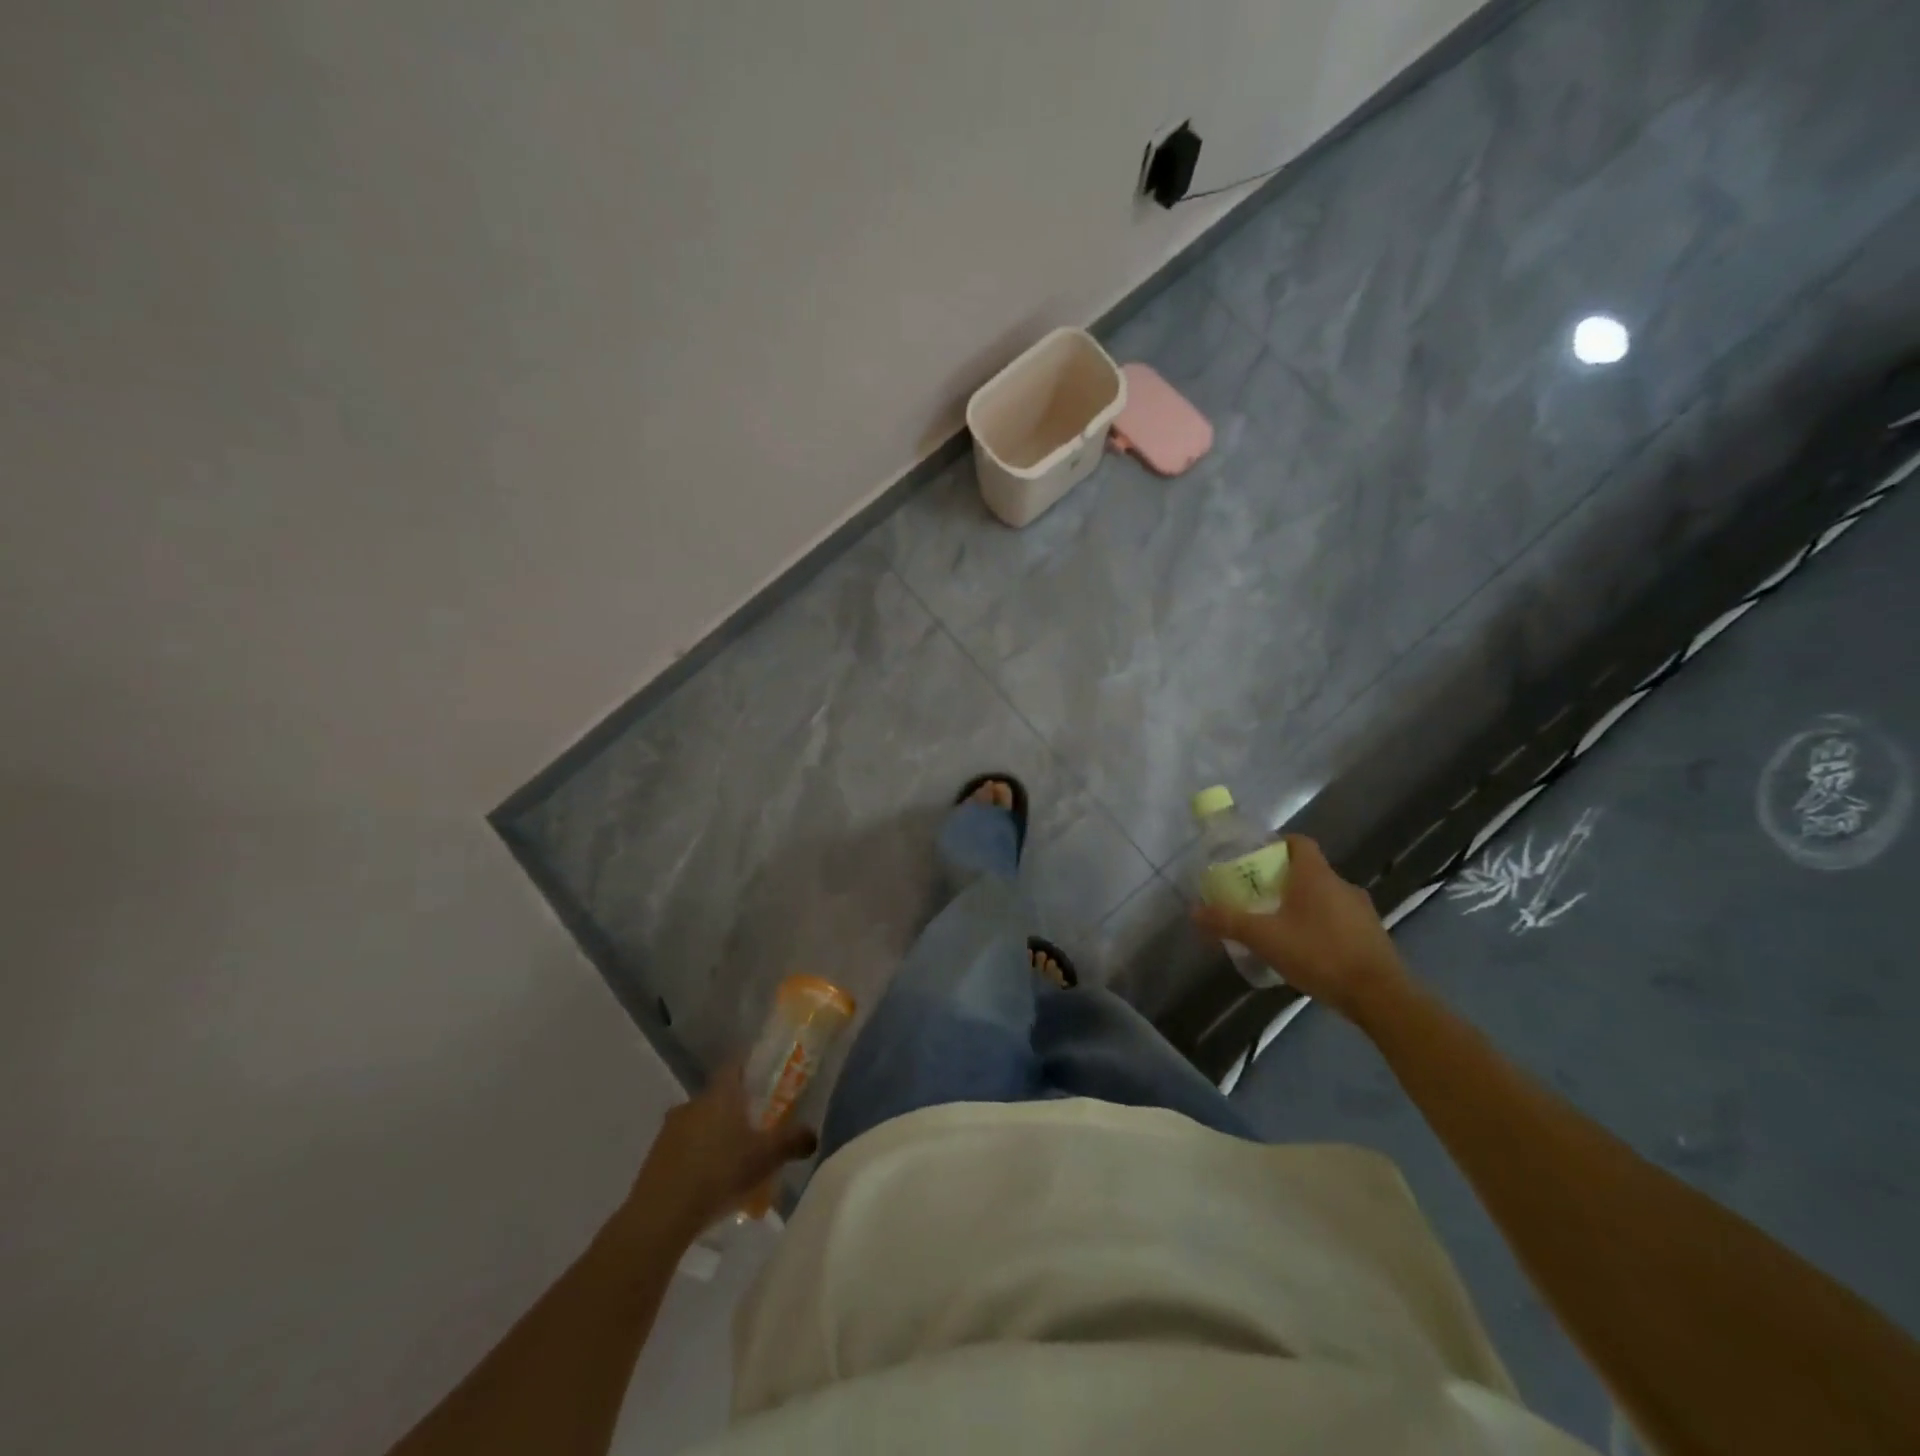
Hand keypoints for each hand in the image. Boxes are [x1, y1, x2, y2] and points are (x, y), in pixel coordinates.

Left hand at [627, 1061, 817, 1237]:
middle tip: (755, 1130)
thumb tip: (814, 1135)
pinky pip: (683, 1148)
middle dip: (735, 1110)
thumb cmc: (719, 1173)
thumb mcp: (766, 1158)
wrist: (661, 1216)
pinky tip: (708, 1183)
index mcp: (720, 1094)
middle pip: (718, 1097)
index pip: (734, 1065)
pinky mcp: (655, 1157)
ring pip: (699, 1123)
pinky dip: (696, 1158)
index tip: (763, 1080)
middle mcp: (693, 1103)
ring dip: (714, 1136)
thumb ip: (793, 1142)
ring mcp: (670, 1130)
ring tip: (732, 1162)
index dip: (749, 1069)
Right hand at [1192, 834, 1410, 1021]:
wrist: (1380, 996)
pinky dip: (1321, 926)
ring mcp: (1361, 910)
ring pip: (1325, 897)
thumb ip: (1228, 922)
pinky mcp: (1372, 935)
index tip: (1255, 859)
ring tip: (1279, 926)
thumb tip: (1194, 910)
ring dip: (1303, 905)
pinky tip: (1307, 950)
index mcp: (1316, 875)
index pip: (1298, 842)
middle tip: (1257, 897)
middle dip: (1282, 880)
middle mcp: (1341, 884)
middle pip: (1308, 870)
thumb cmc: (1318, 953)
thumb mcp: (1265, 938)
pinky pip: (1339, 920)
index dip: (1276, 845)